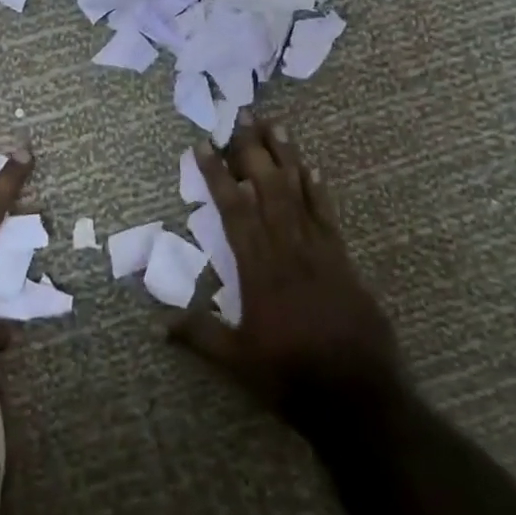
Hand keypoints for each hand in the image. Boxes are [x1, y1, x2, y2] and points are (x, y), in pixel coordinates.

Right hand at [171, 115, 404, 427]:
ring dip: (286, 157)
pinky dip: (318, 189)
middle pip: (268, 187)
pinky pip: (328, 215)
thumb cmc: (292, 377)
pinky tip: (312, 167)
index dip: (217, 174)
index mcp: (258, 268)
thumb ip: (198, 335)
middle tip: (241, 115)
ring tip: (275, 125)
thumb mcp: (237, 362)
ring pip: (299, 193)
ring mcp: (319, 251)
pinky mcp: (343, 261)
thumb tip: (156, 323)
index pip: (234, 208)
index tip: (203, 144)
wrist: (360, 399)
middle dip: (252, 150)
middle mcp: (287, 249)